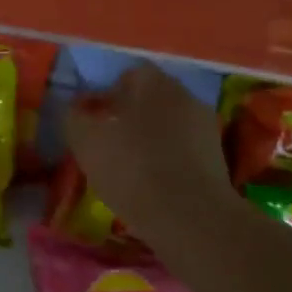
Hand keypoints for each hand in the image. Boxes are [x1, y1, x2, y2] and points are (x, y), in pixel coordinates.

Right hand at [64, 64, 234, 250]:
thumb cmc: (131, 169)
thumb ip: (75, 117)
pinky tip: (153, 183)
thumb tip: (76, 109)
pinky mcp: (216, 158)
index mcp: (153, 83)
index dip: (107, 95)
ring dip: (150, 139)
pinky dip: (168, 160)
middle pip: (151, 99)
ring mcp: (205, 127)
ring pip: (168, 125)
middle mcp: (184, 95)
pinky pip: (183, 150)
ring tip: (130, 167)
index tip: (93, 120)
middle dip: (130, 115)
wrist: (188, 216)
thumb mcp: (86, 141)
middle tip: (108, 143)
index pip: (127, 75)